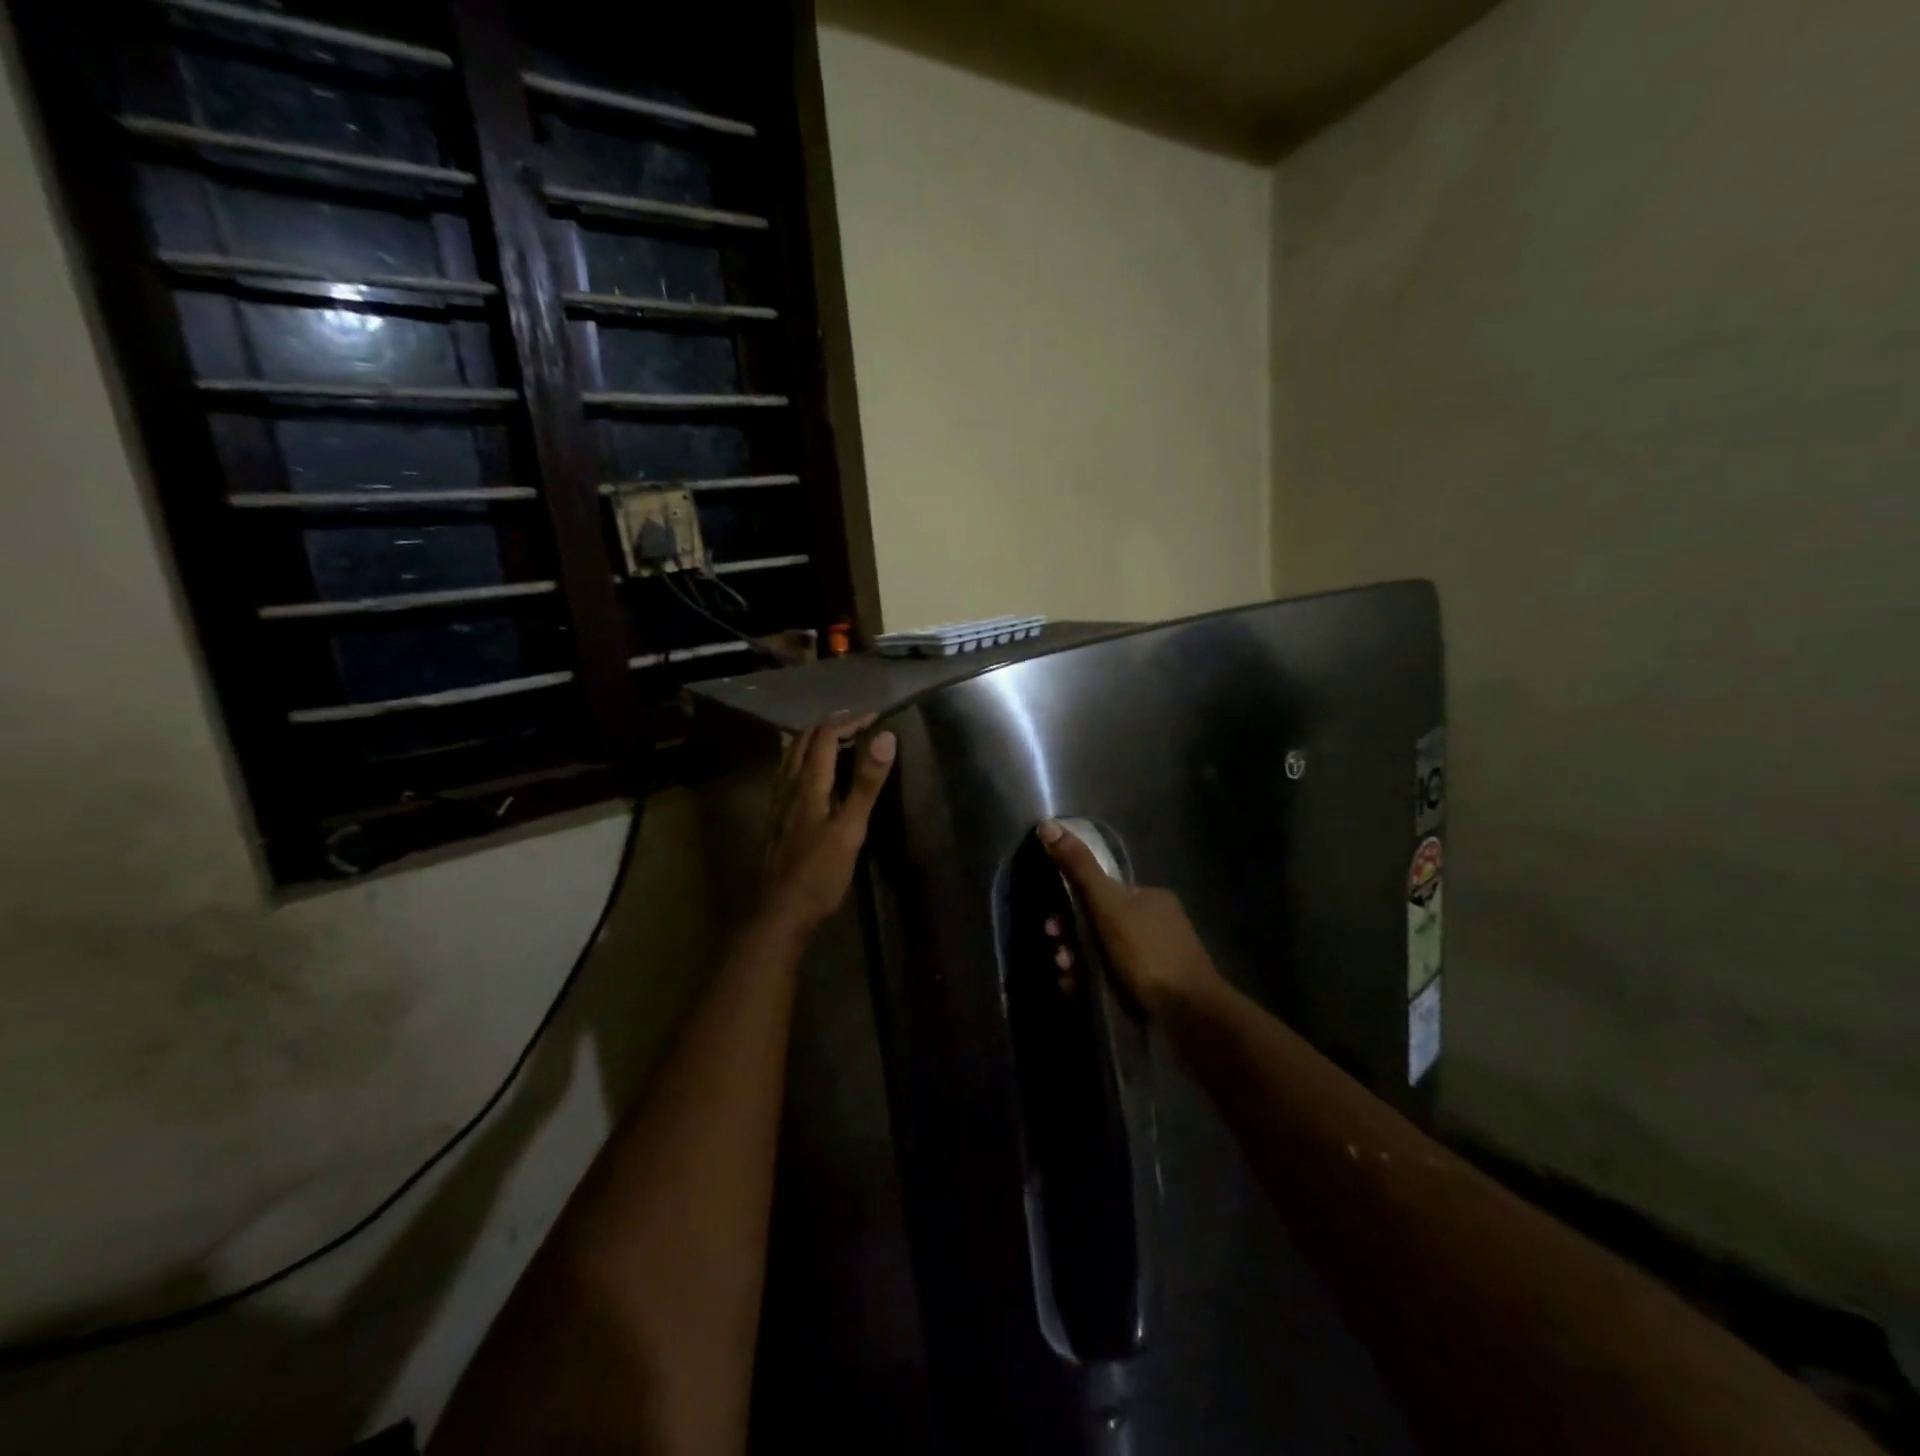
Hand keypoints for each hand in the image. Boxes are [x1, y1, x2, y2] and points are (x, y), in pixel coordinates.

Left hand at [759, 715, 896, 931]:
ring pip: (791, 755)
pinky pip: (787, 773)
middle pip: (804, 740)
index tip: (876, 718)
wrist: (781, 910)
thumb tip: (885, 738)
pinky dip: (803, 759)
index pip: (826, 735)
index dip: (850, 722)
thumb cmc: (821, 872)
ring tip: (838, 741)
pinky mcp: (775, 817)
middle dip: (831, 725)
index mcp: (809, 784)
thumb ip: (866, 783)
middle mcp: (789, 785)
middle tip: (859, 726)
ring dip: (814, 740)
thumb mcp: (851, 829)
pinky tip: (813, 774)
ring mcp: (778, 801)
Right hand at [1037, 820, 1222, 1016]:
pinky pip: (1116, 975)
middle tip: (1058, 953)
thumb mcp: (1108, 906)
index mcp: (1149, 897)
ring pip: (1106, 950)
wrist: (1190, 1014)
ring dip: (1078, 960)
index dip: (1072, 905)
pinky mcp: (1157, 986)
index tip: (1052, 925)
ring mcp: (1159, 955)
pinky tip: (1078, 990)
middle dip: (1072, 936)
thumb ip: (1079, 868)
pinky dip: (1093, 979)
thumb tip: (1048, 825)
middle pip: (1101, 922)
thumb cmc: (1147, 953)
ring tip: (1066, 975)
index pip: (1102, 891)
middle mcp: (1157, 921)